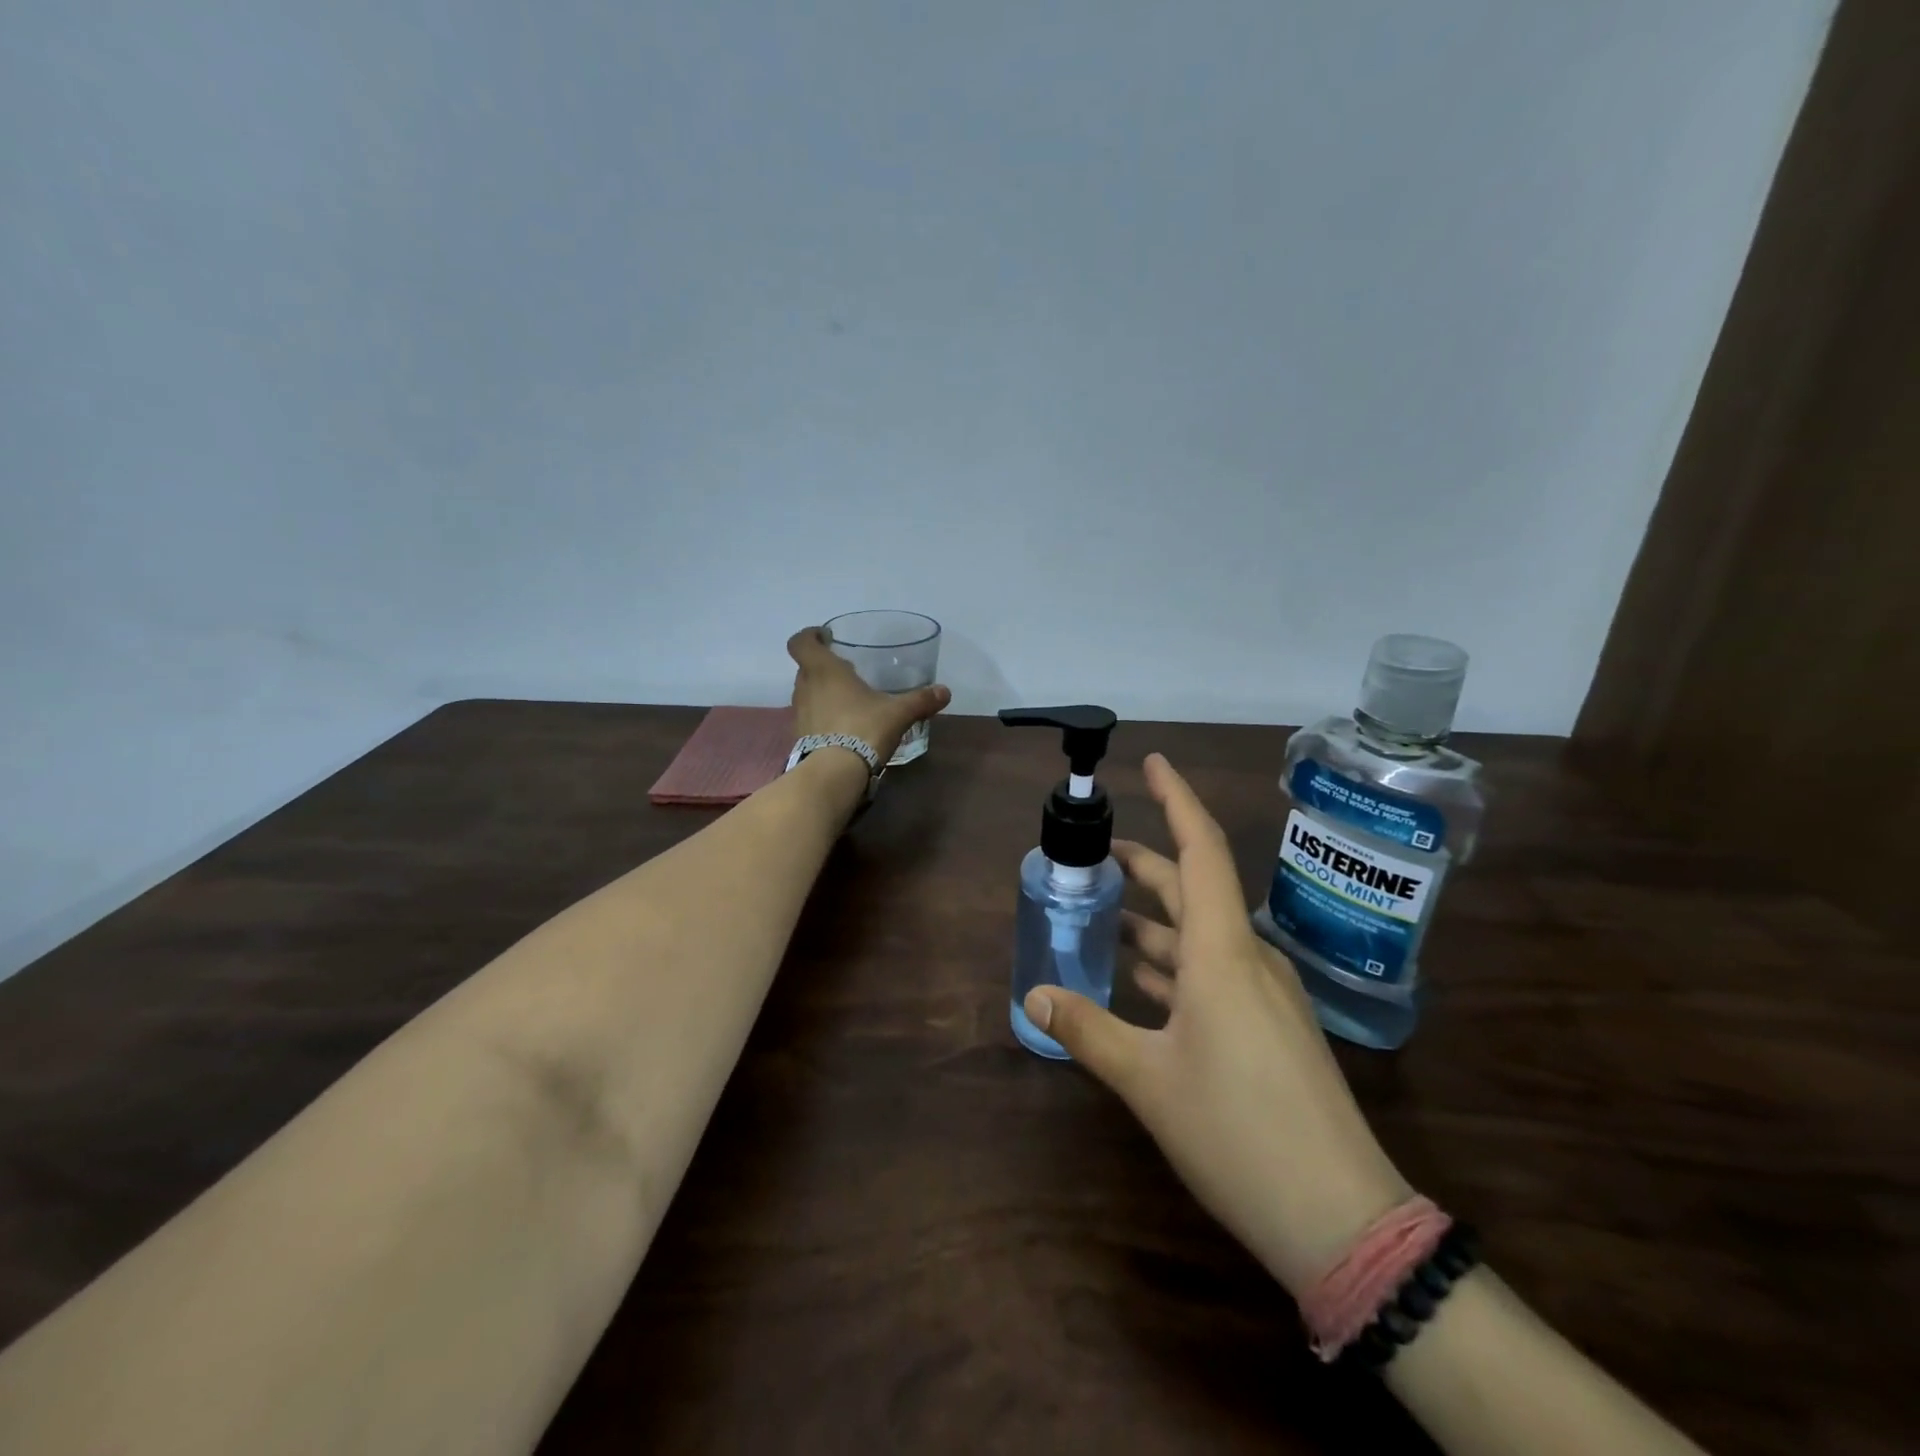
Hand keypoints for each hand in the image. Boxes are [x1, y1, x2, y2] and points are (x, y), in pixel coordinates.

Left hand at [787, 627, 950, 767]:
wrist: (835, 773)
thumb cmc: (863, 728)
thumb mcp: (898, 713)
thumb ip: (920, 700)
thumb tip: (945, 691)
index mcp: (823, 670)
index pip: (801, 642)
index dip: (809, 636)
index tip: (825, 637)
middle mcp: (805, 687)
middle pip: (806, 667)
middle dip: (824, 666)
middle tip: (848, 671)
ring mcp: (800, 713)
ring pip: (807, 692)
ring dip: (822, 691)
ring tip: (848, 699)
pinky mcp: (800, 736)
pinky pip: (810, 716)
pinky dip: (822, 715)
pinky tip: (844, 725)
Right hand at [1022, 753, 1412, 1297]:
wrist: (1341, 1219)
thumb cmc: (1238, 1131)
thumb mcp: (1148, 1080)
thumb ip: (1088, 1031)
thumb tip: (1035, 996)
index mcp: (1222, 952)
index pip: (1201, 850)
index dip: (1176, 800)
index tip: (1152, 763)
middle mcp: (1247, 959)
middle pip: (1194, 889)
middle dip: (1146, 865)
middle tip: (1097, 855)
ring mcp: (1264, 995)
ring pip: (1200, 936)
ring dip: (1153, 921)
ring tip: (1104, 915)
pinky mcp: (1269, 1029)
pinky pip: (1214, 973)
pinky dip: (1174, 964)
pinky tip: (1141, 980)